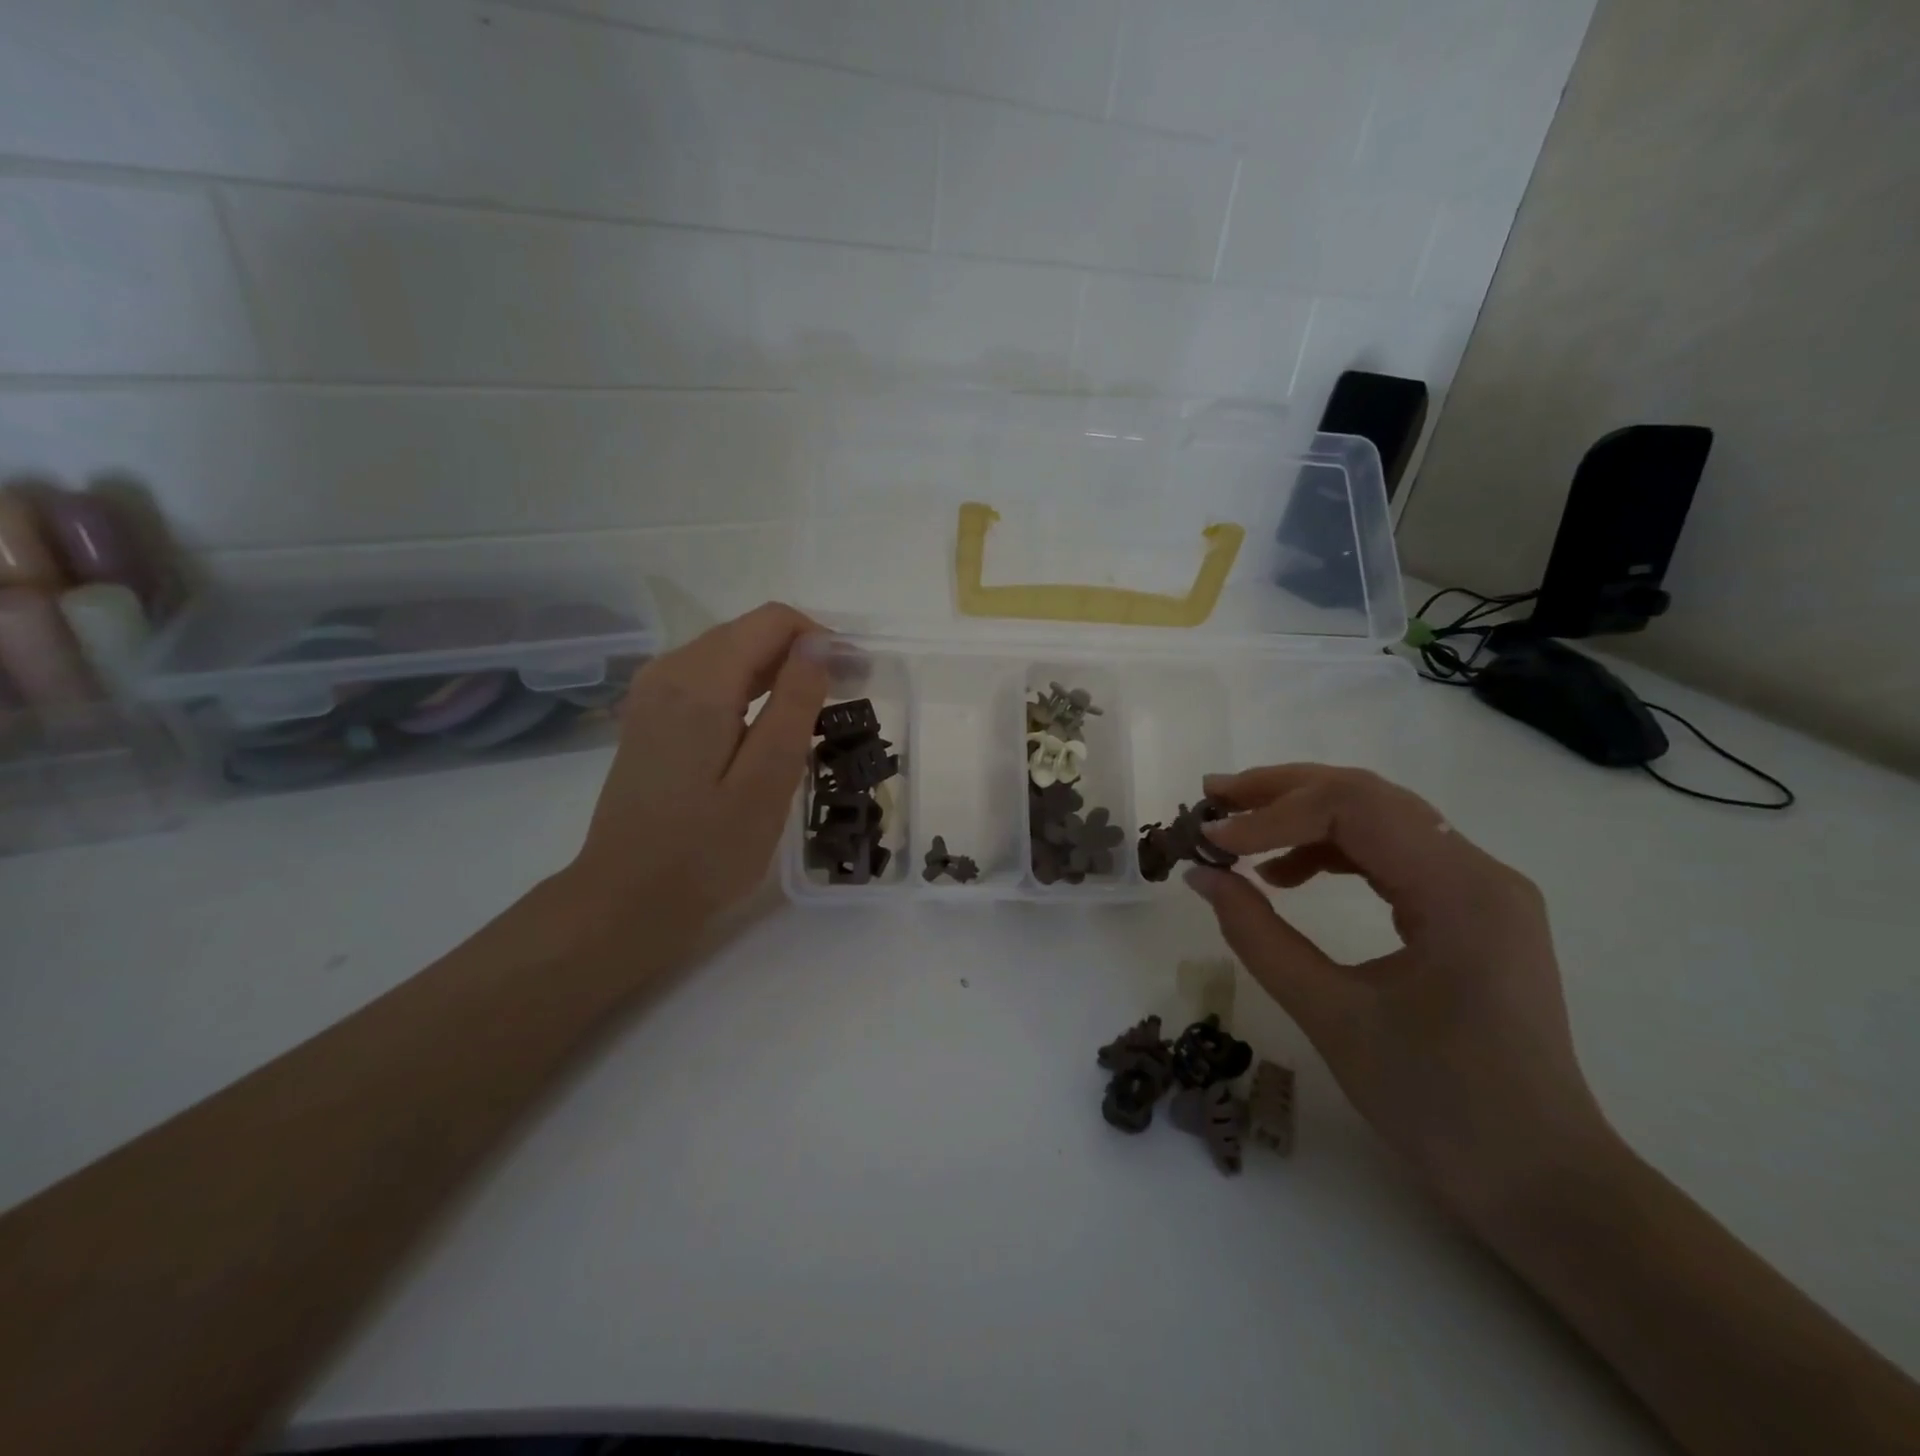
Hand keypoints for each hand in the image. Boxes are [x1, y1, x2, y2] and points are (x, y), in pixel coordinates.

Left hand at [563, 602, 828, 957]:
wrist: (627, 899)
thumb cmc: (707, 850)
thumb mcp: (767, 780)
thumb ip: (794, 703)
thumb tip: (818, 643)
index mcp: (699, 682)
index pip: (772, 621)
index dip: (822, 638)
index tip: (856, 676)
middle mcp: (669, 671)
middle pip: (748, 632)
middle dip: (802, 652)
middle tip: (845, 697)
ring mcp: (653, 693)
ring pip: (728, 652)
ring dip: (776, 670)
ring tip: (815, 712)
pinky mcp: (650, 716)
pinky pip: (707, 678)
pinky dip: (747, 687)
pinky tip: (767, 725)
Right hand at [1185, 764, 1615, 1226]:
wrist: (1540, 1182)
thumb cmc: (1439, 1106)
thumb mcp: (1332, 1016)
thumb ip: (1257, 935)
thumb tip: (1201, 875)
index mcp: (1461, 892)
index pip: (1355, 809)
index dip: (1273, 814)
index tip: (1210, 839)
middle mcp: (1480, 872)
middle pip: (1369, 796)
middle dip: (1284, 792)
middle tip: (1215, 798)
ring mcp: (1480, 889)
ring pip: (1380, 818)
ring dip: (1305, 815)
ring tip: (1239, 831)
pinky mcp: (1469, 911)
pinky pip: (1392, 854)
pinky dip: (1332, 850)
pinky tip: (1288, 874)